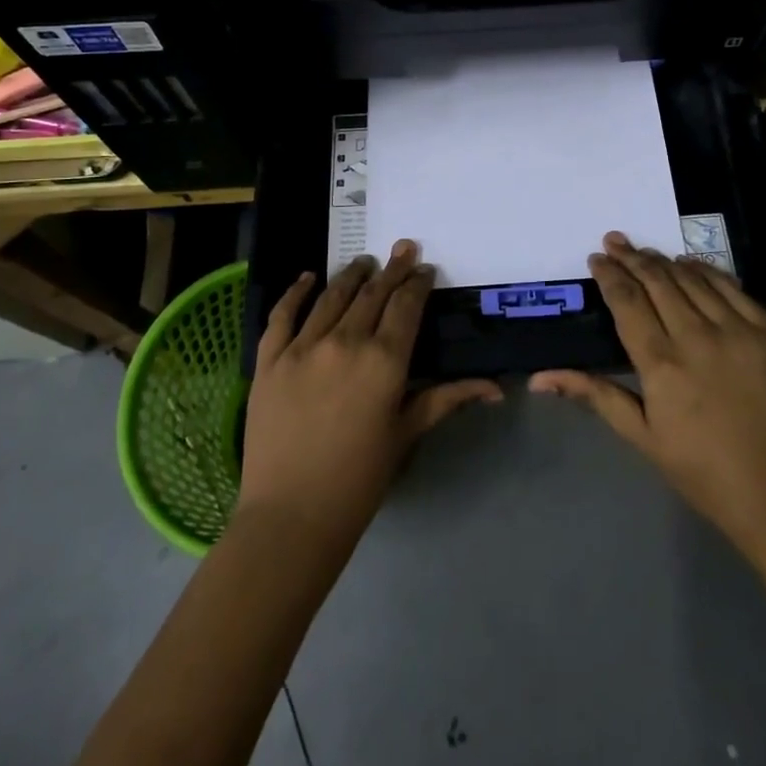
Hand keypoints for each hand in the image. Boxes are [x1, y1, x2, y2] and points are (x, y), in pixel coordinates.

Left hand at [239, 240, 502, 554]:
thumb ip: (447, 400)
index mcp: (384, 361)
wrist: (291, 516)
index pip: (405, 307)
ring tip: (364, 261)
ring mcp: (302, 347)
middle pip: (372, 294)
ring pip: (331, 297)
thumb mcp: (407, 434)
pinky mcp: (269, 360)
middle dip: (392, 269)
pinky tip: (306, 278)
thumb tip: (496, 388)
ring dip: (351, 274)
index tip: (425, 270)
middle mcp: (345, 342)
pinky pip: (282, 315)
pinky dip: (295, 292)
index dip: (417, 284)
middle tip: (404, 248)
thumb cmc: (359, 480)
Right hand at [531, 232, 765, 564]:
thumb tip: (539, 378)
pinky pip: (733, 288)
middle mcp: (698, 337)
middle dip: (632, 257)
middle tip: (615, 241)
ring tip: (646, 251)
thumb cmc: (703, 470)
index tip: (596, 258)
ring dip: (665, 261)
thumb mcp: (642, 436)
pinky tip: (691, 265)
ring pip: (693, 279)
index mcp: (662, 364)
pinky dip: (707, 271)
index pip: (628, 301)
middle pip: (658, 281)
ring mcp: (738, 331)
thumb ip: (595, 395)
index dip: (610, 275)